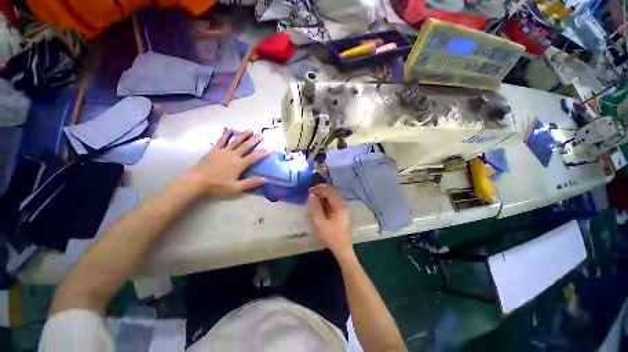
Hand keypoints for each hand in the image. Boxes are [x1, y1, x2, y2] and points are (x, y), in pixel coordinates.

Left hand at [186, 128, 268, 196]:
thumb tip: (264, 179)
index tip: (270, 148)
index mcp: (239, 164)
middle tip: (262, 135)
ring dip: (244, 135)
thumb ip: (250, 183)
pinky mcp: (215, 150)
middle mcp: (233, 155)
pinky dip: (227, 134)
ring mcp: (224, 151)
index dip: (263, 152)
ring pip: (236, 141)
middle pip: (246, 146)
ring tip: (251, 130)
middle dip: (255, 140)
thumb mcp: (236, 188)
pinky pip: (222, 140)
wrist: (197, 181)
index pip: (254, 157)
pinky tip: (231, 128)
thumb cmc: (217, 185)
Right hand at [308, 184, 352, 256]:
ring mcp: (342, 209)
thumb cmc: (331, 236)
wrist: (343, 249)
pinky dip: (325, 201)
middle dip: (320, 190)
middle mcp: (342, 205)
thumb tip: (311, 196)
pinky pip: (332, 203)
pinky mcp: (340, 213)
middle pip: (331, 192)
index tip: (309, 191)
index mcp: (339, 206)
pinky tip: (318, 205)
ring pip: (332, 197)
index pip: (329, 191)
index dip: (319, 189)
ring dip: (322, 195)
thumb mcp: (320, 222)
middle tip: (310, 193)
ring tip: (313, 198)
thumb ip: (315, 208)